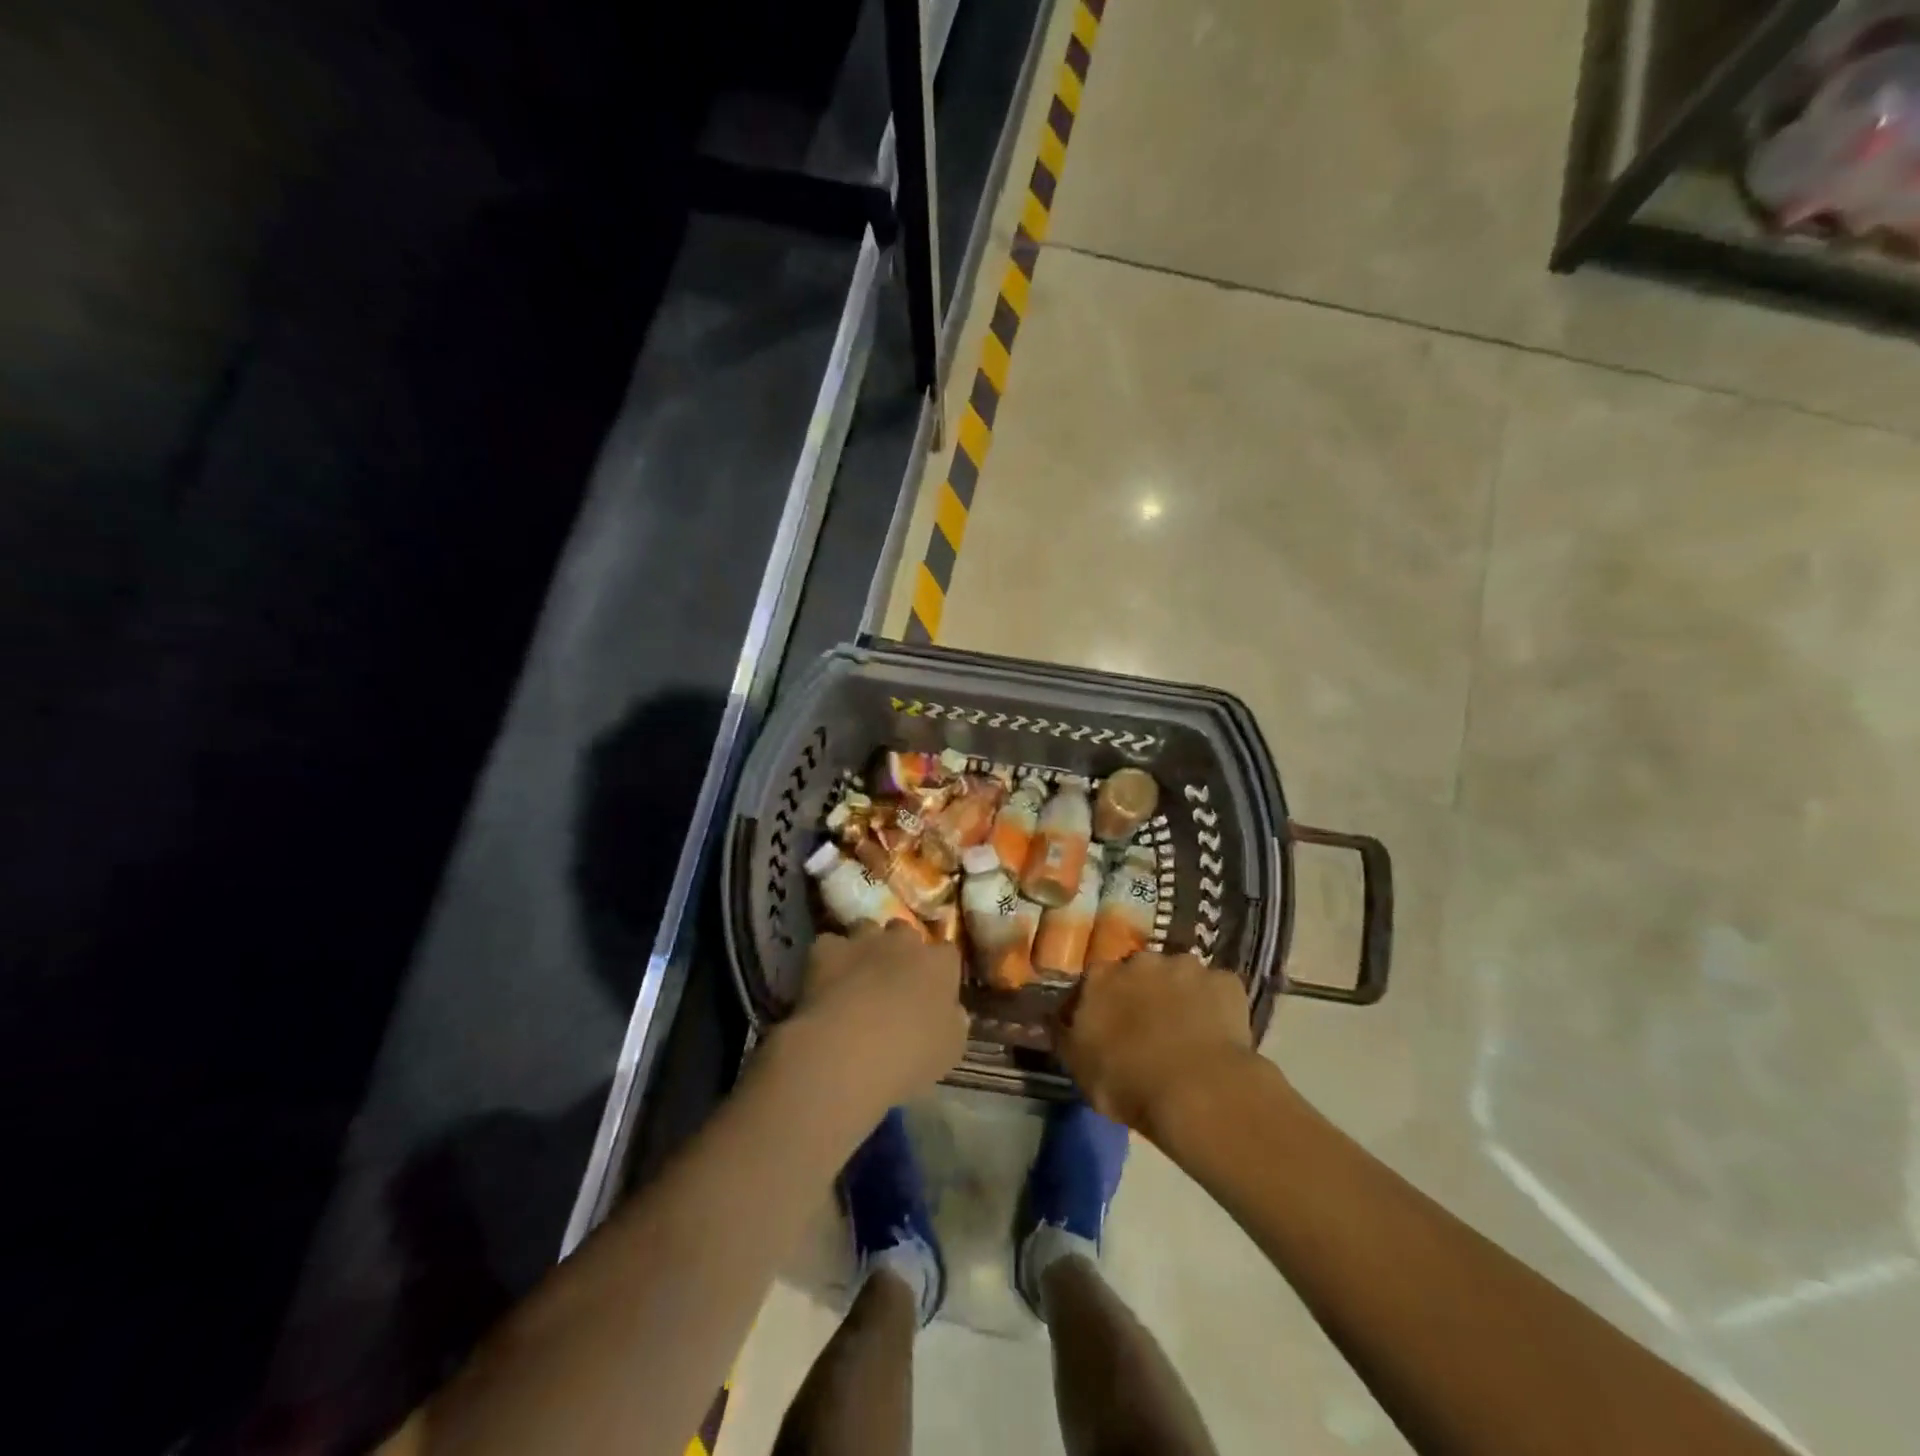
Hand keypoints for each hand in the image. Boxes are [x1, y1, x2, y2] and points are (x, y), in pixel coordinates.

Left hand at [777, 922, 968, 1117]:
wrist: (849, 1050)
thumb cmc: (910, 1054)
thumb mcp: (950, 1049)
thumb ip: (955, 1022)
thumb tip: (954, 1011)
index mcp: (939, 965)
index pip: (947, 952)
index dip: (939, 968)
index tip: (932, 987)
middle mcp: (904, 942)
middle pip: (905, 931)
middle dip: (900, 948)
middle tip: (892, 977)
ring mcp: (863, 941)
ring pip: (866, 928)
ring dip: (864, 945)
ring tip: (856, 973)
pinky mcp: (826, 949)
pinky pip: (829, 944)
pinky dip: (828, 958)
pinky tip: (824, 980)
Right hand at [1054, 953, 1256, 1131]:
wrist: (1199, 1091)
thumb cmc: (1128, 1083)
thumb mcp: (1079, 1068)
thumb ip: (1064, 1035)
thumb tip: (1051, 1017)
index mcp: (1100, 978)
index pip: (1095, 980)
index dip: (1104, 1002)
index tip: (1110, 1025)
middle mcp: (1140, 961)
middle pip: (1139, 971)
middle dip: (1143, 992)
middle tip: (1151, 1028)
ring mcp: (1186, 966)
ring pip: (1179, 975)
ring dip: (1180, 995)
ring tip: (1188, 1032)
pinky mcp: (1225, 981)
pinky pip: (1216, 989)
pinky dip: (1215, 1005)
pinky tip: (1218, 1034)